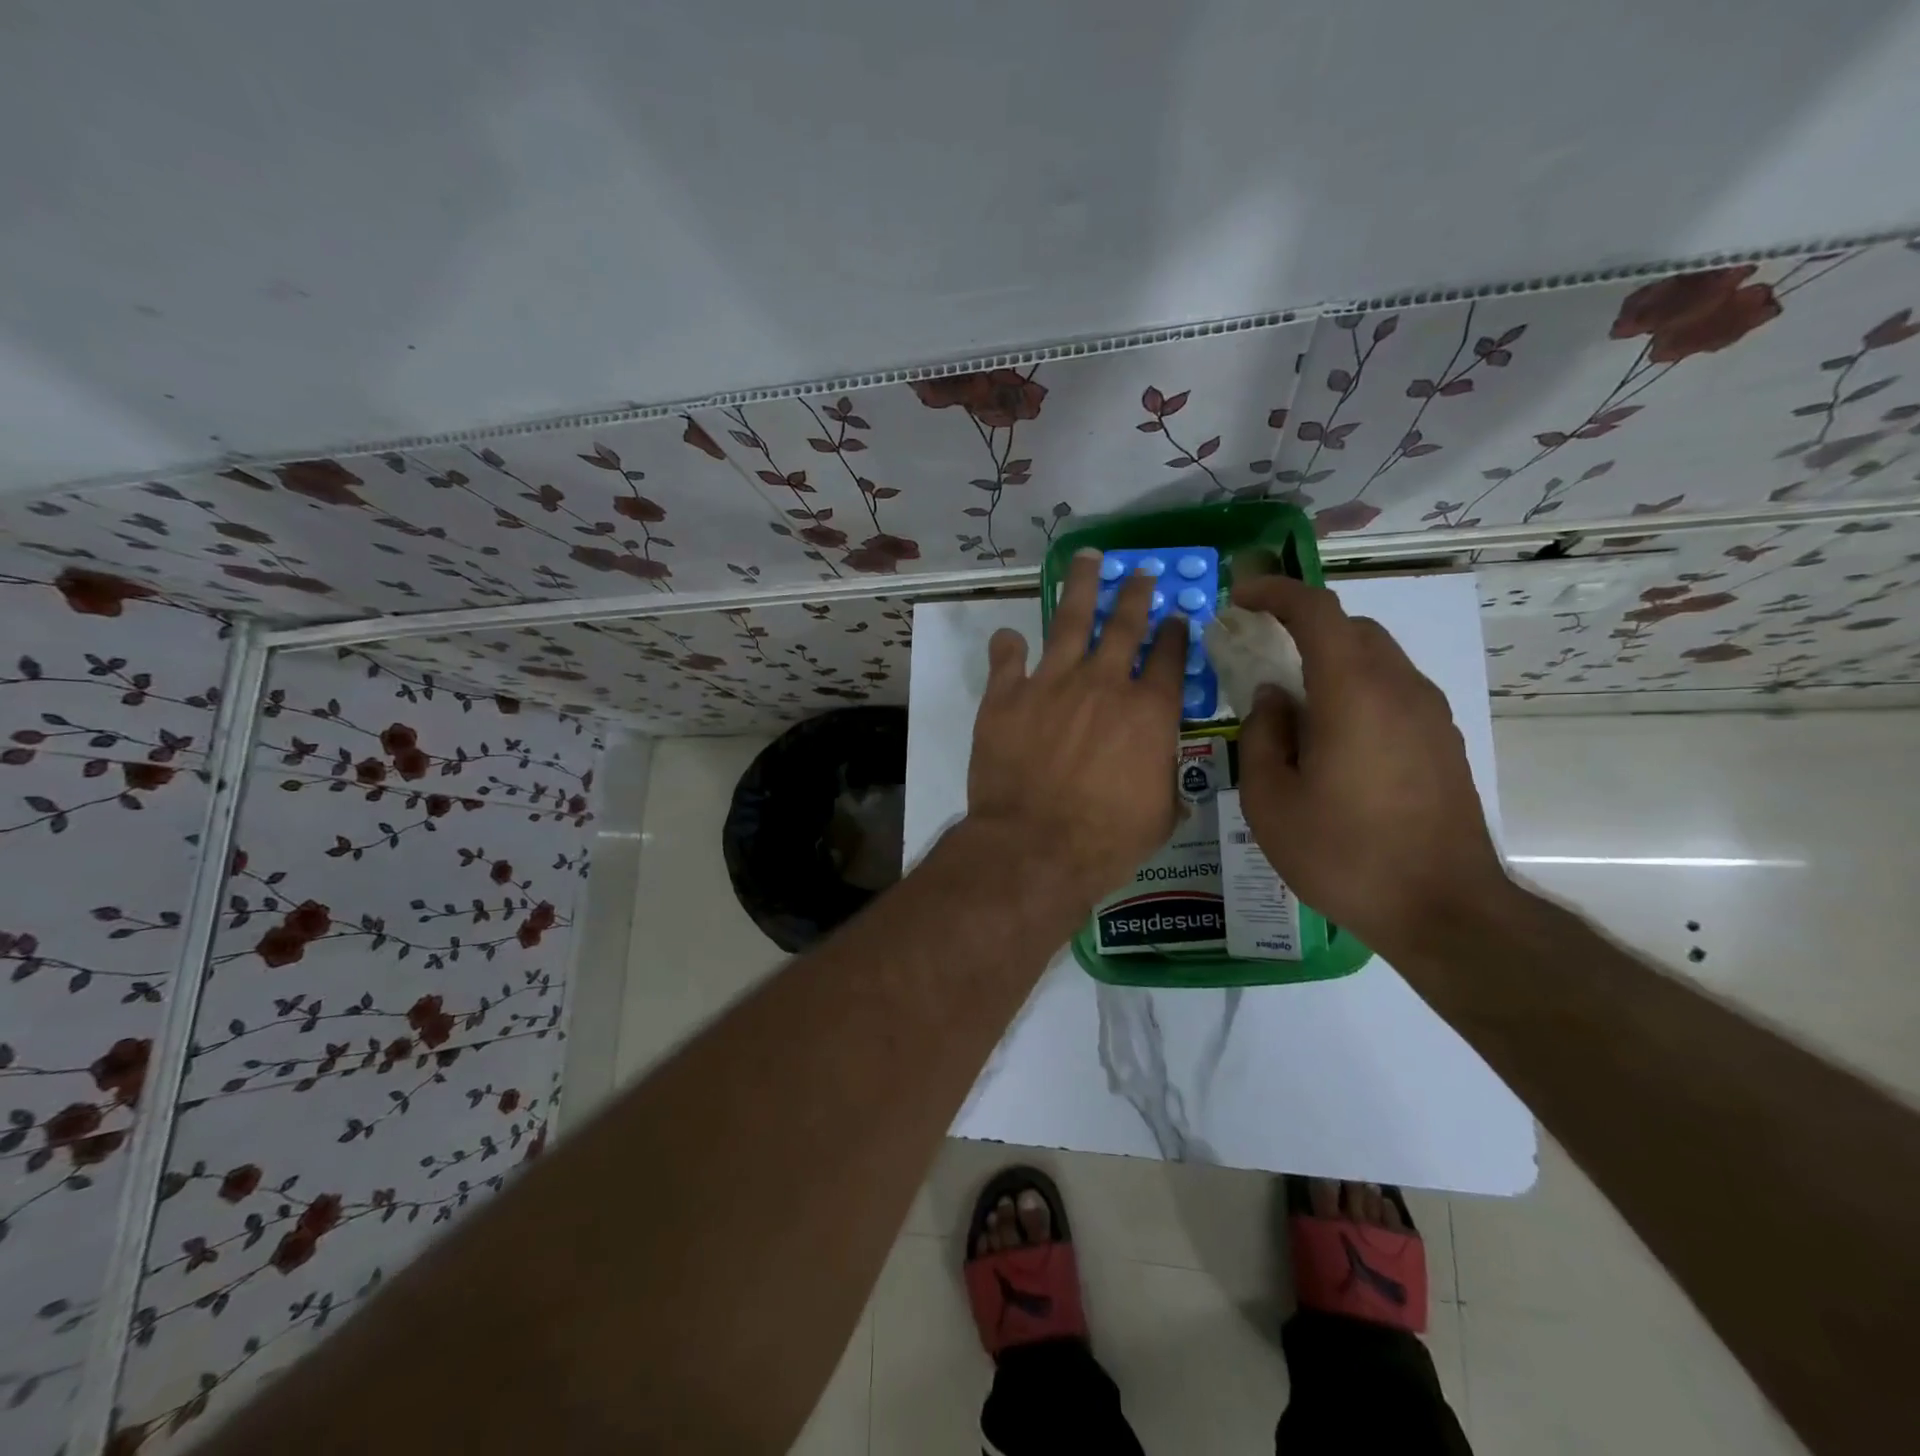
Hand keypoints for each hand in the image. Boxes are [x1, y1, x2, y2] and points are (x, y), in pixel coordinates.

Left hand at [967, 550, 1188, 905]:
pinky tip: (1009, 637)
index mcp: (1149, 711)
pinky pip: (1007, 659)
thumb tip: (1166, 778)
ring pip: (1070, 620)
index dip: (1176, 632)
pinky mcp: (1006, 697)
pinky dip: (1008, 647)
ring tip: (1087, 559)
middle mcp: (1103, 684)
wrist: (1036, 846)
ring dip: (1082, 587)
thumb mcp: (1160, 815)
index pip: (1169, 657)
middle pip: (1125, 624)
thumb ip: (1165, 782)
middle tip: (1141, 571)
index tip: (1178, 615)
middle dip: (1136, 593)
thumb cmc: (1107, 840)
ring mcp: (1051, 684)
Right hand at [1230, 576, 1509, 958]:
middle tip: (1262, 649)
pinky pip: (1393, 689)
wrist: (1443, 908)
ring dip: (1332, 658)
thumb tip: (1272, 698)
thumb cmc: (1343, 854)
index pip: (1317, 611)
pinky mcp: (1443, 740)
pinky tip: (1333, 736)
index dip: (1276, 592)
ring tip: (1294, 700)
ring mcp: (1429, 714)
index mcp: (1353, 693)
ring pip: (1376, 657)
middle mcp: (1399, 688)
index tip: (1242, 595)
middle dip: (1303, 625)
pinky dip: (1356, 687)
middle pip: (1351, 628)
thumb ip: (1263, 736)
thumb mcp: (1270, 802)